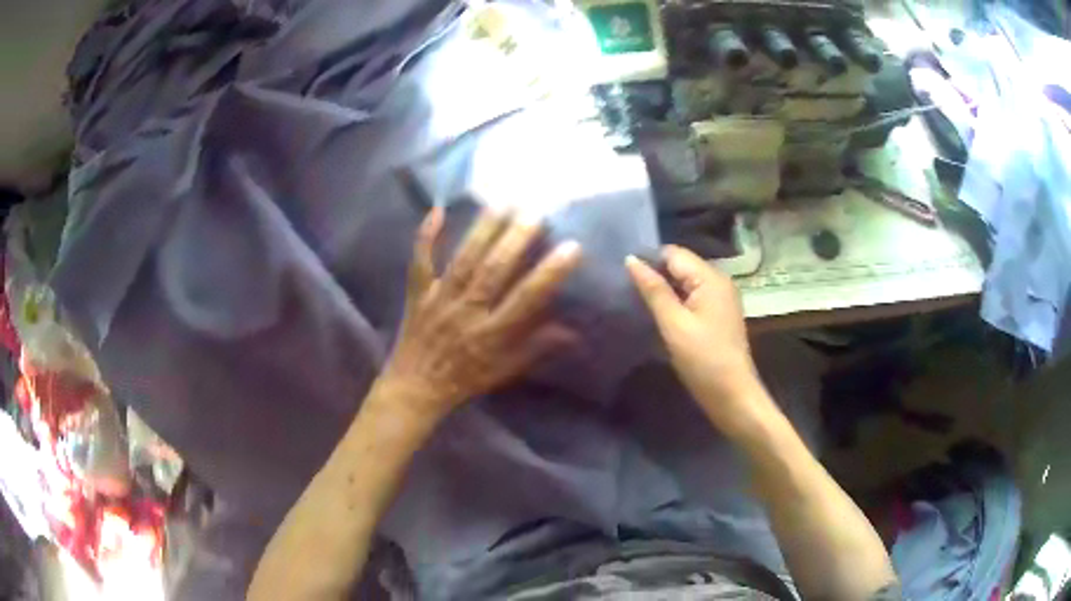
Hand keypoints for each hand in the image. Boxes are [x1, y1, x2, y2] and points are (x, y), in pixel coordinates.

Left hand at [378, 208, 580, 422]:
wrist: (415, 388)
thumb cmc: (464, 381)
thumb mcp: (504, 372)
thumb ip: (535, 349)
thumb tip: (572, 332)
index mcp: (491, 334)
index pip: (526, 299)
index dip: (549, 273)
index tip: (571, 247)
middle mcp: (466, 312)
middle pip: (493, 270)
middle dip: (516, 240)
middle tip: (536, 212)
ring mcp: (439, 299)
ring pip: (464, 260)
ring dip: (483, 230)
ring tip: (503, 203)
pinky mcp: (418, 294)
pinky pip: (421, 263)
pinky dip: (426, 238)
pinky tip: (437, 210)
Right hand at [625, 246, 775, 436]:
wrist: (732, 396)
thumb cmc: (703, 360)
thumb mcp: (674, 324)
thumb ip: (653, 290)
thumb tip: (630, 259)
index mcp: (710, 278)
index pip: (673, 253)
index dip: (648, 259)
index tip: (621, 273)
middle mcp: (718, 281)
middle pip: (680, 266)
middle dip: (655, 274)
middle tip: (624, 288)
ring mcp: (720, 299)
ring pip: (685, 282)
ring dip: (664, 290)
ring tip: (636, 300)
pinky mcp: (718, 315)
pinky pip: (692, 297)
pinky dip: (675, 302)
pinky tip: (658, 315)